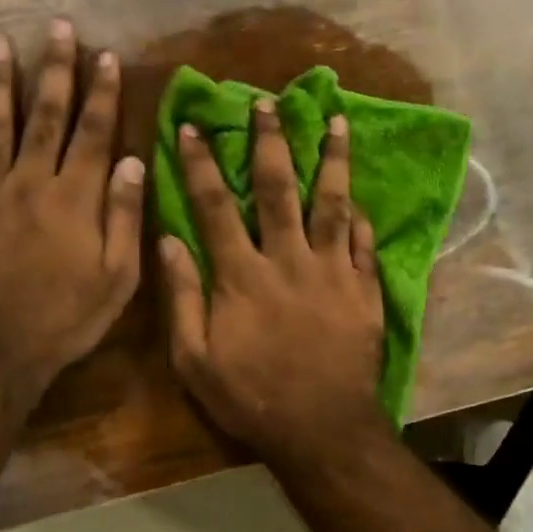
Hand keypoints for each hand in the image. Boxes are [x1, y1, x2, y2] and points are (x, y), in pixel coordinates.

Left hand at [0, 20, 143, 394]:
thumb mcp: (117, 279)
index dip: (101, 93)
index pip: (92, 134)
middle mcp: (29, 184)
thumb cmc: (65, 319)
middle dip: (53, 71)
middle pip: (44, 118)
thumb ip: (124, 218)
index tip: (106, 56)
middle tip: (55, 28)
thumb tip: (132, 163)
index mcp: (74, 200)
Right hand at [161, 99, 387, 461]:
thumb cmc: (250, 397)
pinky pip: (364, 244)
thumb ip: (182, 297)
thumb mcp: (194, 359)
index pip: (215, 205)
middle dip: (270, 142)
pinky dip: (361, 218)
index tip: (192, 126)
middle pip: (278, 189)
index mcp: (241, 275)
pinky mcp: (364, 291)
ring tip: (336, 121)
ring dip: (332, 160)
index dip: (200, 163)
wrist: (321, 429)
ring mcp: (332, 272)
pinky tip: (360, 197)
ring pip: (332, 204)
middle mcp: (288, 260)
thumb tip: (168, 240)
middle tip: (268, 102)